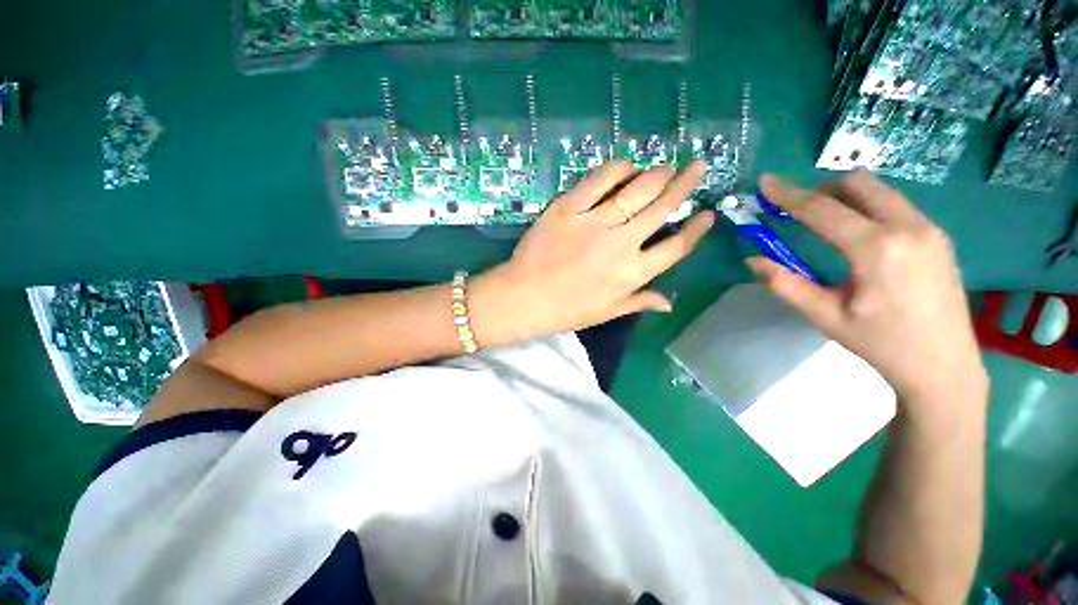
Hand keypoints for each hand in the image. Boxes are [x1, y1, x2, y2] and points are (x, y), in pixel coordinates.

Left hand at [470, 160, 714, 342]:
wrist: (525, 297)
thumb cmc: (566, 310)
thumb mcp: (607, 312)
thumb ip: (640, 302)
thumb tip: (670, 303)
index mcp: (632, 273)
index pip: (676, 248)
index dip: (695, 230)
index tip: (707, 213)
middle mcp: (621, 244)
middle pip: (661, 209)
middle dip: (684, 185)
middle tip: (696, 166)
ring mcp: (595, 222)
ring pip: (635, 191)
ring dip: (656, 175)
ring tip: (667, 166)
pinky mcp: (569, 207)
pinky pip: (598, 181)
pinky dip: (616, 169)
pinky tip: (627, 165)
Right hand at [747, 171, 987, 412]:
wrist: (944, 365)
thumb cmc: (880, 343)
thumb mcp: (824, 316)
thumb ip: (784, 284)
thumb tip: (751, 260)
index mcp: (876, 249)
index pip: (822, 209)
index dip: (788, 194)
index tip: (765, 182)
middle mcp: (908, 227)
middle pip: (858, 183)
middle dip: (821, 188)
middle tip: (797, 209)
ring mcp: (929, 228)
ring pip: (880, 190)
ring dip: (845, 196)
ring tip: (824, 222)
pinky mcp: (938, 235)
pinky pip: (895, 204)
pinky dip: (867, 207)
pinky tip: (857, 235)